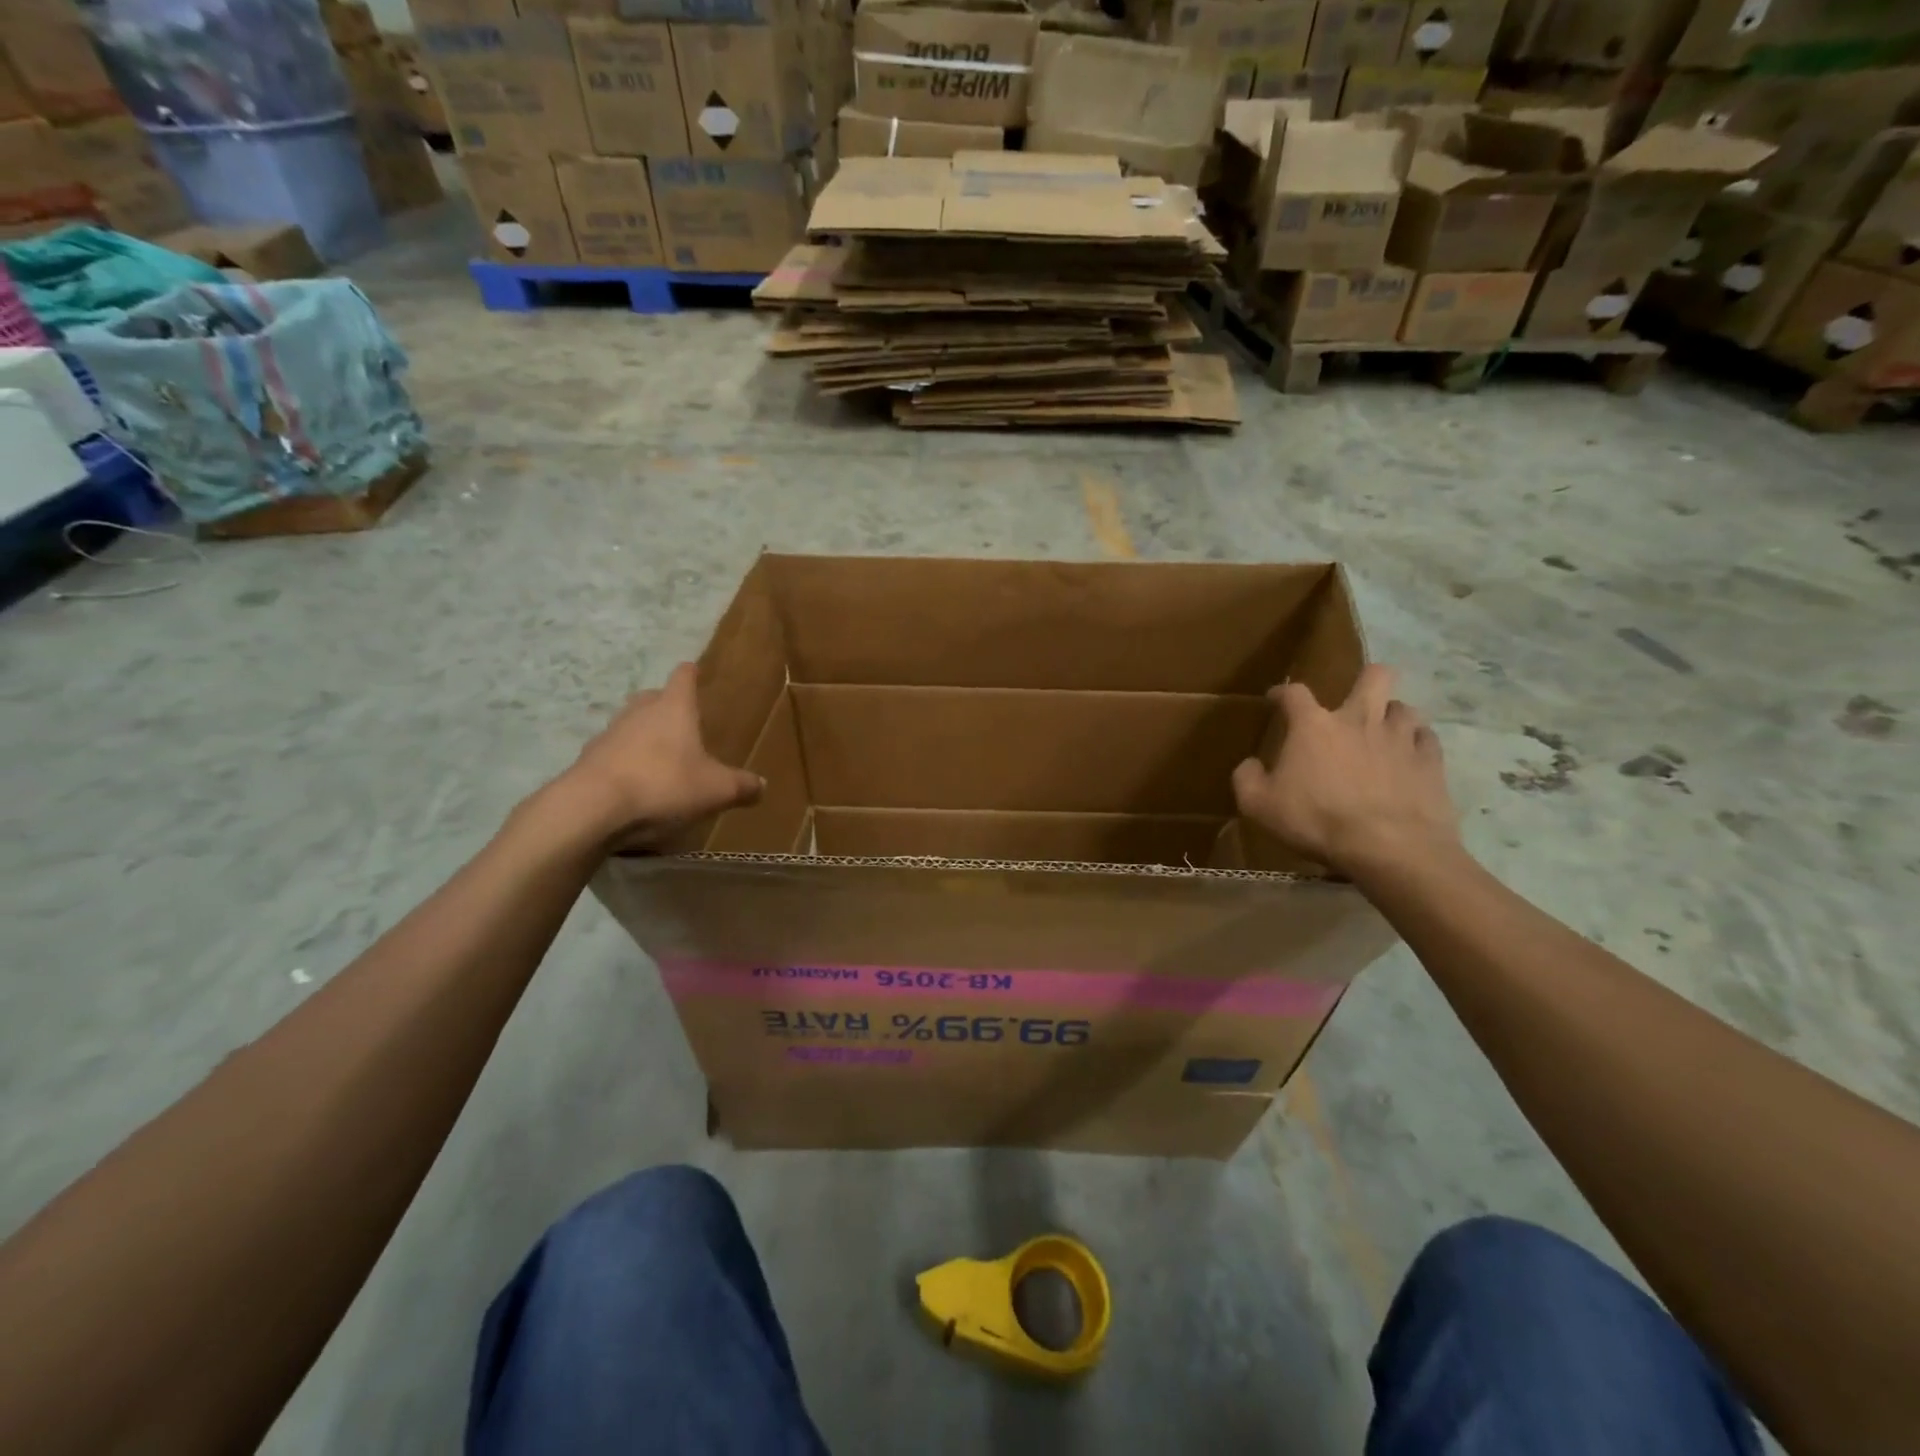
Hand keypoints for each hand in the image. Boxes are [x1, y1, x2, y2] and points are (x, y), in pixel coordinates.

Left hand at [558, 663, 763, 849]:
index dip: (691, 674)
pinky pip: (612, 755)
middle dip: (665, 705)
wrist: (591, 809)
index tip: (695, 670)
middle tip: (680, 720)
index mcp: (673, 709)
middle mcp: (639, 713)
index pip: (683, 678)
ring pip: (629, 725)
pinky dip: (624, 763)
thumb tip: (762, 785)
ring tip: (658, 757)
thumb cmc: (664, 786)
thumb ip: (741, 786)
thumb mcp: (716, 791)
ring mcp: (608, 735)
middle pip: (651, 697)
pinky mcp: (587, 762)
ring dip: (642, 735)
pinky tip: (634, 785)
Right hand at [1231, 665, 1459, 877]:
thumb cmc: (1317, 821)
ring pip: (1404, 707)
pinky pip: (1426, 739)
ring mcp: (1400, 738)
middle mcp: (1359, 719)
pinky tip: (1408, 758)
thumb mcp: (1259, 806)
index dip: (1282, 692)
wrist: (1389, 847)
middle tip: (1355, 699)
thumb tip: (1250, 764)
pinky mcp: (1430, 761)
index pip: (1294, 692)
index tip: (1276, 700)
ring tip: (1383, 733)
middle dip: (1366, 678)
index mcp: (1314, 726)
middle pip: (1375, 676)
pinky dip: (1416, 743)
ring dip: (1391, 716)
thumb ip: (1247, 779)